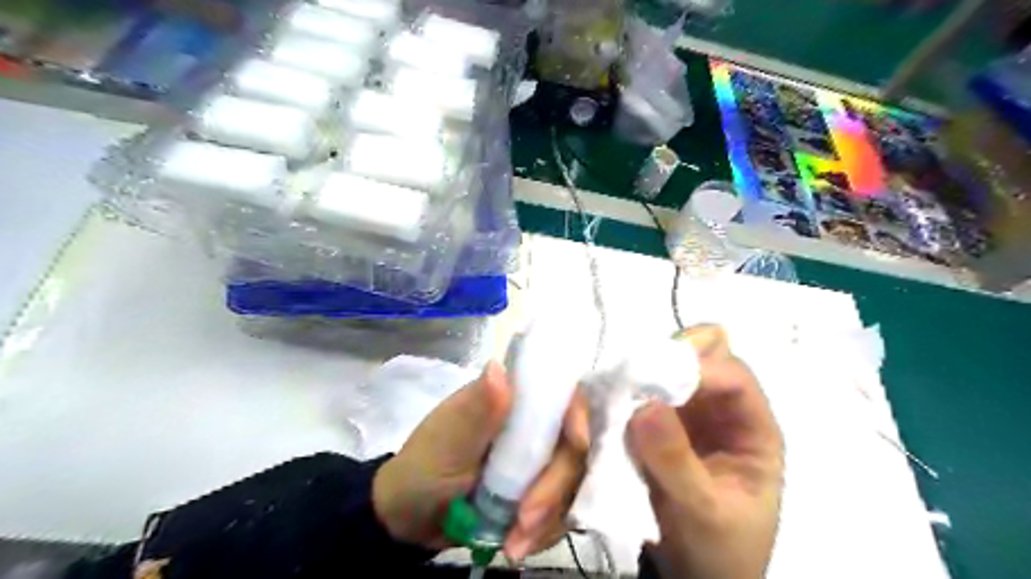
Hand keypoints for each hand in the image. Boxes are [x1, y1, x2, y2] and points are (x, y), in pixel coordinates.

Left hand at [376, 362, 592, 559]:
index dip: (577, 416)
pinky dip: (544, 532)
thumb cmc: (424, 468)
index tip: (576, 445)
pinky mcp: (538, 493)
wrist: (411, 518)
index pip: (562, 397)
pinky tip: (517, 545)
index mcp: (512, 401)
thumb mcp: (446, 441)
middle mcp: (532, 427)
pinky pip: (561, 511)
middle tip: (526, 520)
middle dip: (554, 487)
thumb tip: (497, 368)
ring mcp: (537, 461)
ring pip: (571, 483)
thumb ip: (476, 410)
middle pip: (572, 447)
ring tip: (514, 545)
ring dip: (550, 517)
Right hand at [623, 325, 785, 578]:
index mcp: (753, 430)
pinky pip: (644, 395)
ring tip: (617, 390)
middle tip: (633, 373)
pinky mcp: (660, 426)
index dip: (699, 367)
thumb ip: (676, 462)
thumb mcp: (704, 513)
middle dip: (668, 356)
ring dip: (643, 373)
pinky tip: (609, 408)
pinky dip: (626, 394)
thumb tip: (643, 405)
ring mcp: (690, 416)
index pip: (734, 377)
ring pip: (669, 370)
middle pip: (703, 356)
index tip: (654, 374)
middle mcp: (722, 412)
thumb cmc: (719, 551)